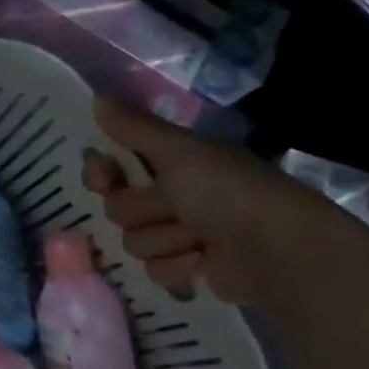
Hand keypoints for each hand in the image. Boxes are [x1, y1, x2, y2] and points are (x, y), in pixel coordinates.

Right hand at [83, 98, 353, 305]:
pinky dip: (178, 266)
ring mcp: (179, 234)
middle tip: (174, 207)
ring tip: (198, 238)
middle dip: (144, 212)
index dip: (102, 174)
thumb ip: (135, 128)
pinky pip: (153, 271)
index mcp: (172, 162)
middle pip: (118, 209)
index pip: (113, 168)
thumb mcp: (178, 152)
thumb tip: (96, 97)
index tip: (104, 178)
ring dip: (164, 240)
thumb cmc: (225, 191)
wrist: (272, 247)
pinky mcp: (186, 268)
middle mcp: (173, 195)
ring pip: (134, 243)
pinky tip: (203, 260)